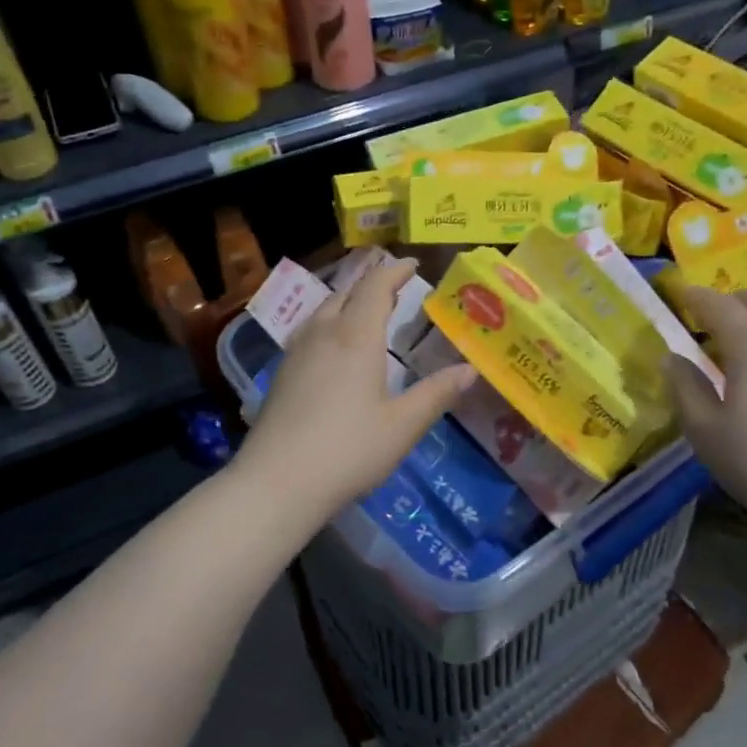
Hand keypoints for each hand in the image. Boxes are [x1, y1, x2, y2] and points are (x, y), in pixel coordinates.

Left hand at [239, 260, 475, 518]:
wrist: (277, 482)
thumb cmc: (348, 450)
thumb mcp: (403, 425)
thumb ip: (437, 394)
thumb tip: (470, 370)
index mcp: (355, 337)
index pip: (375, 287)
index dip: (394, 271)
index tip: (413, 264)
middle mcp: (323, 333)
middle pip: (347, 293)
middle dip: (372, 285)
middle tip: (395, 290)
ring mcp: (296, 352)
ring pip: (324, 311)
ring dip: (348, 303)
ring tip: (367, 314)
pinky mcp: (281, 373)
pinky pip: (310, 332)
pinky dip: (330, 324)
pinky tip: (335, 349)